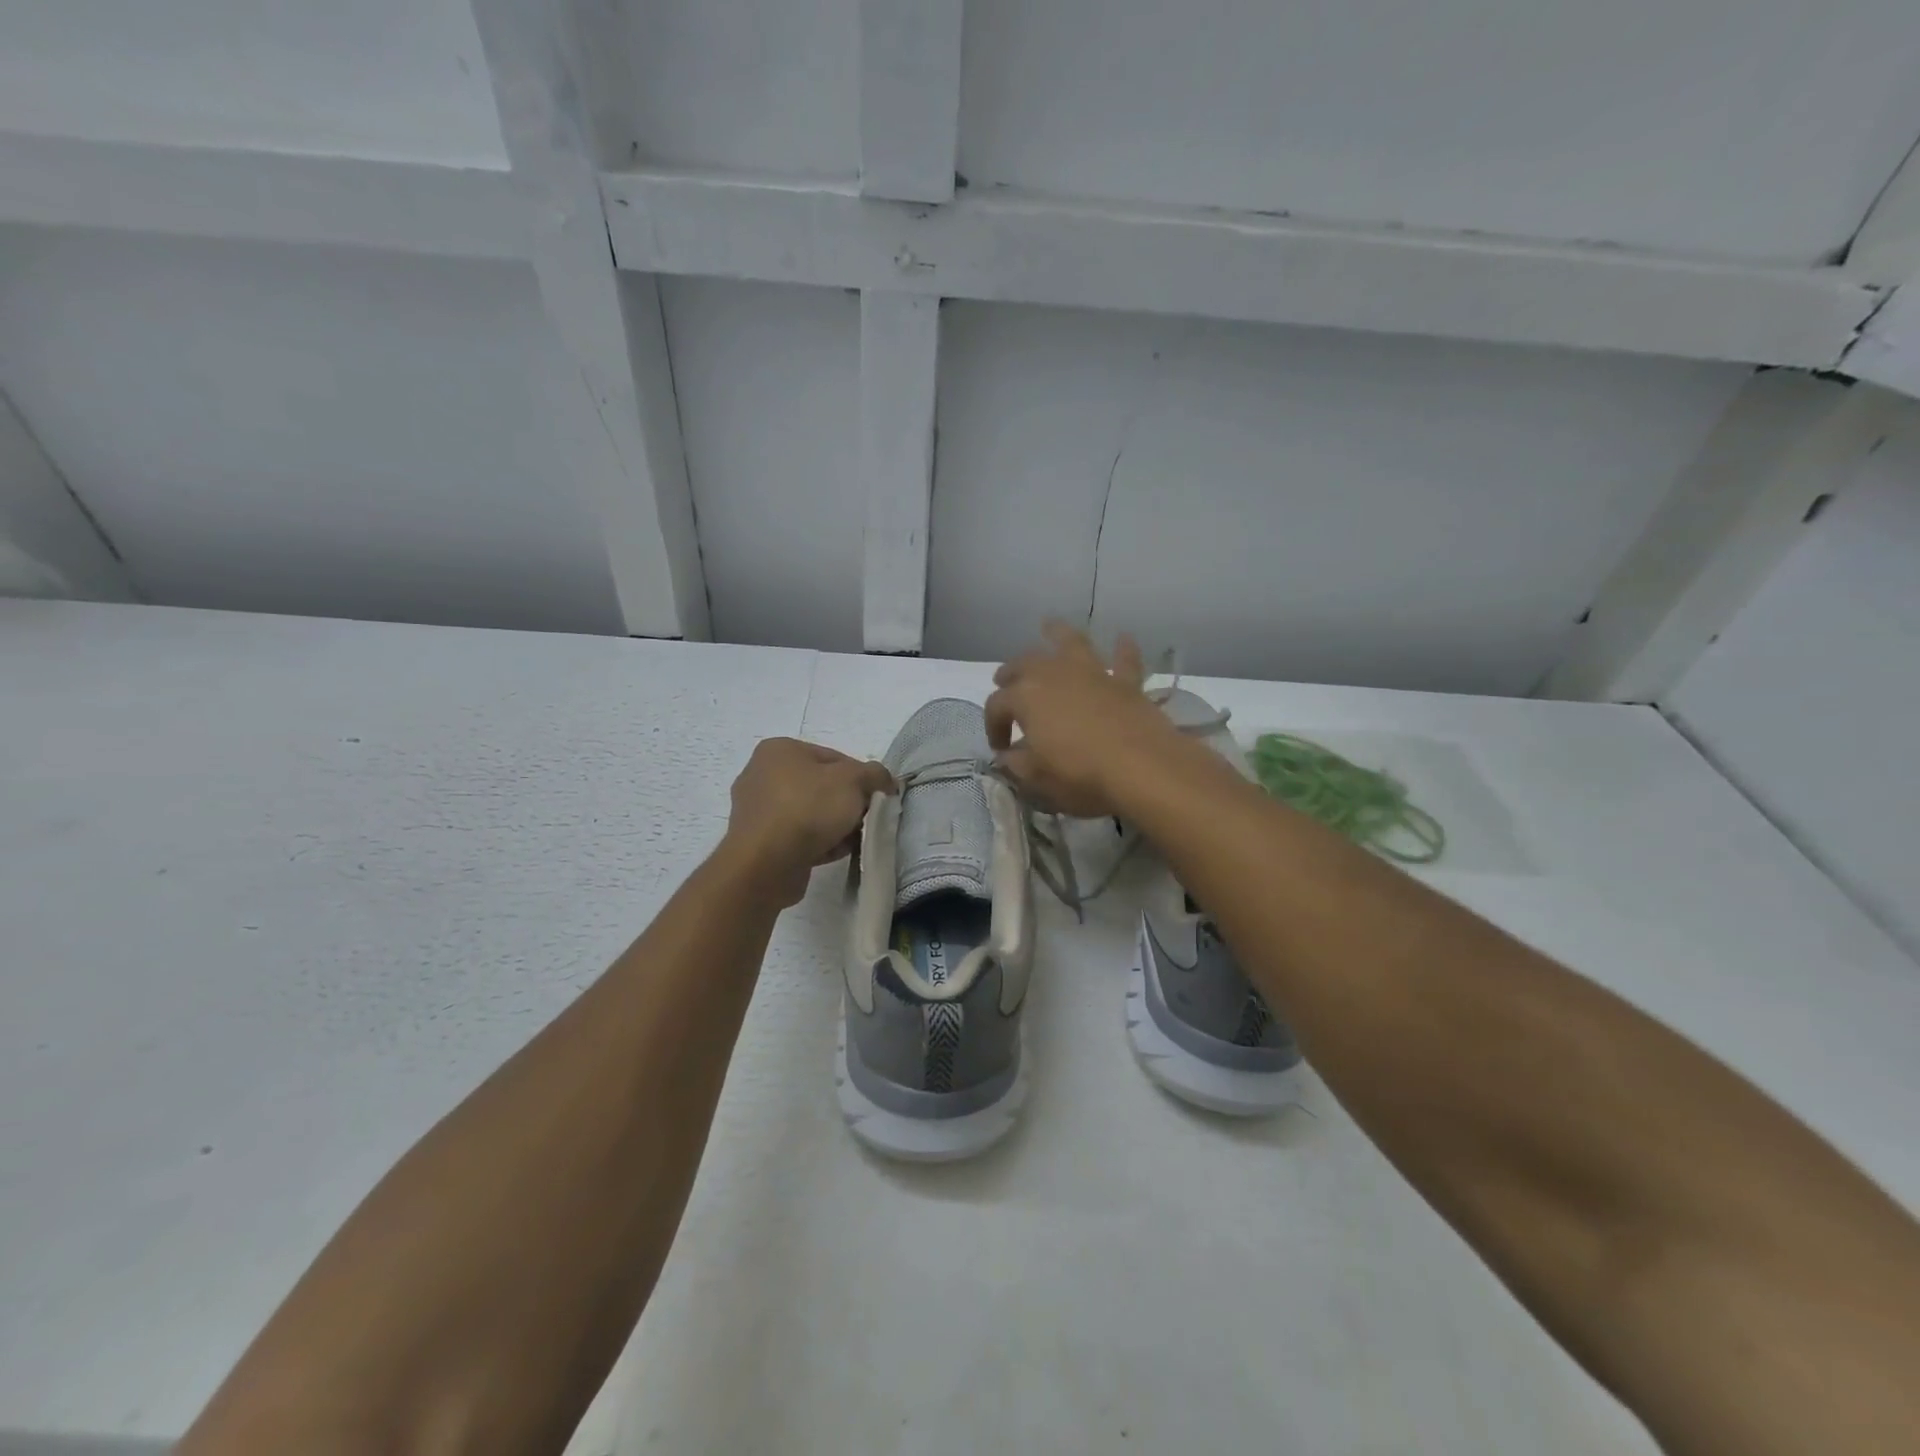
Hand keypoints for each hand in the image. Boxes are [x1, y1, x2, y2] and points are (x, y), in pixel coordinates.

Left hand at [722, 738, 894, 906]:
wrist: (766, 864)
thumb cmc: (808, 809)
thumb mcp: (853, 781)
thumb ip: (875, 774)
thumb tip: (885, 781)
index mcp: (779, 749)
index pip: (834, 757)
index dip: (861, 777)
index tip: (875, 798)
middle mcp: (762, 774)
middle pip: (821, 786)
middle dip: (847, 804)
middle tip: (864, 819)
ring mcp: (756, 810)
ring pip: (810, 813)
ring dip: (834, 826)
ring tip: (851, 840)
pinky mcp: (757, 842)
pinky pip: (796, 836)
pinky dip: (817, 843)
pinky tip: (834, 853)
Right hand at [985, 621, 1184, 817]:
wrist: (1140, 766)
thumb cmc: (1079, 773)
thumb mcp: (1037, 777)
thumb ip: (1017, 763)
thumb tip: (1008, 755)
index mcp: (1024, 697)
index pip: (996, 705)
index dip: (993, 726)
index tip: (1000, 748)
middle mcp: (1053, 674)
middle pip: (1024, 664)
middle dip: (1011, 674)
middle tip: (1005, 684)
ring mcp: (1091, 673)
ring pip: (1070, 642)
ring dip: (1058, 633)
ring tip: (1049, 626)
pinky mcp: (1125, 682)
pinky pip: (1124, 660)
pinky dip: (1122, 649)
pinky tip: (1123, 638)